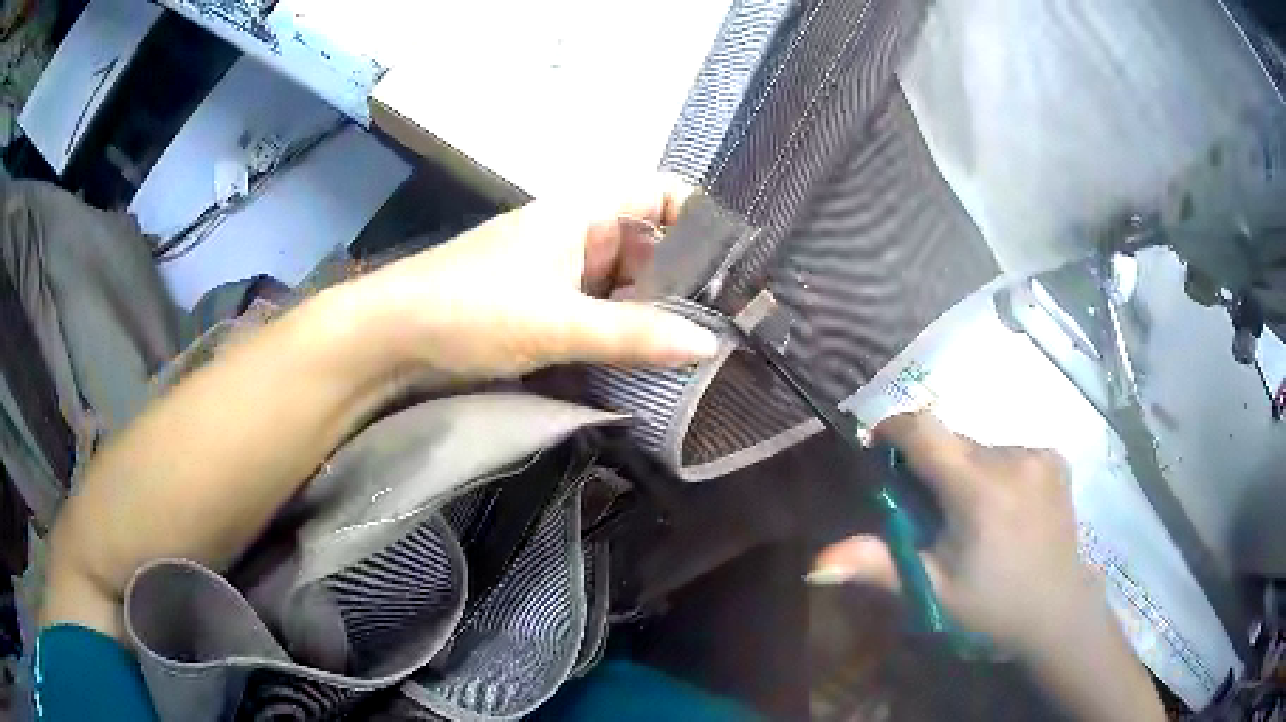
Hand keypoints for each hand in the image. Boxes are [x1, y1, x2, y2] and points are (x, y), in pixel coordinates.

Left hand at [342, 176, 719, 380]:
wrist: (391, 337)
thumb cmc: (471, 308)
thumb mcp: (558, 321)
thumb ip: (635, 334)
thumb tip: (709, 345)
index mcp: (584, 211)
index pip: (660, 192)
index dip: (699, 216)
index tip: (732, 263)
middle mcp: (577, 234)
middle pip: (649, 244)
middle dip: (685, 279)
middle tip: (727, 323)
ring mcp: (559, 272)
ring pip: (625, 283)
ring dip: (654, 312)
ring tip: (699, 348)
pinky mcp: (543, 307)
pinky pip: (599, 311)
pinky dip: (622, 332)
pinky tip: (646, 360)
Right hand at [812, 412, 1101, 659]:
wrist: (1057, 611)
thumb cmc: (991, 608)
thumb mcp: (932, 593)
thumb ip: (879, 567)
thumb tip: (816, 562)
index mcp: (979, 490)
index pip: (925, 430)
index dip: (893, 429)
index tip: (878, 450)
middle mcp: (1011, 459)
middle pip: (953, 442)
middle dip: (931, 466)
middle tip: (929, 513)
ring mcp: (1038, 455)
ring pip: (980, 449)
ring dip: (964, 472)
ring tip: (972, 518)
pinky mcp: (1054, 459)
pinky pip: (1008, 453)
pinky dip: (994, 473)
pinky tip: (1005, 510)